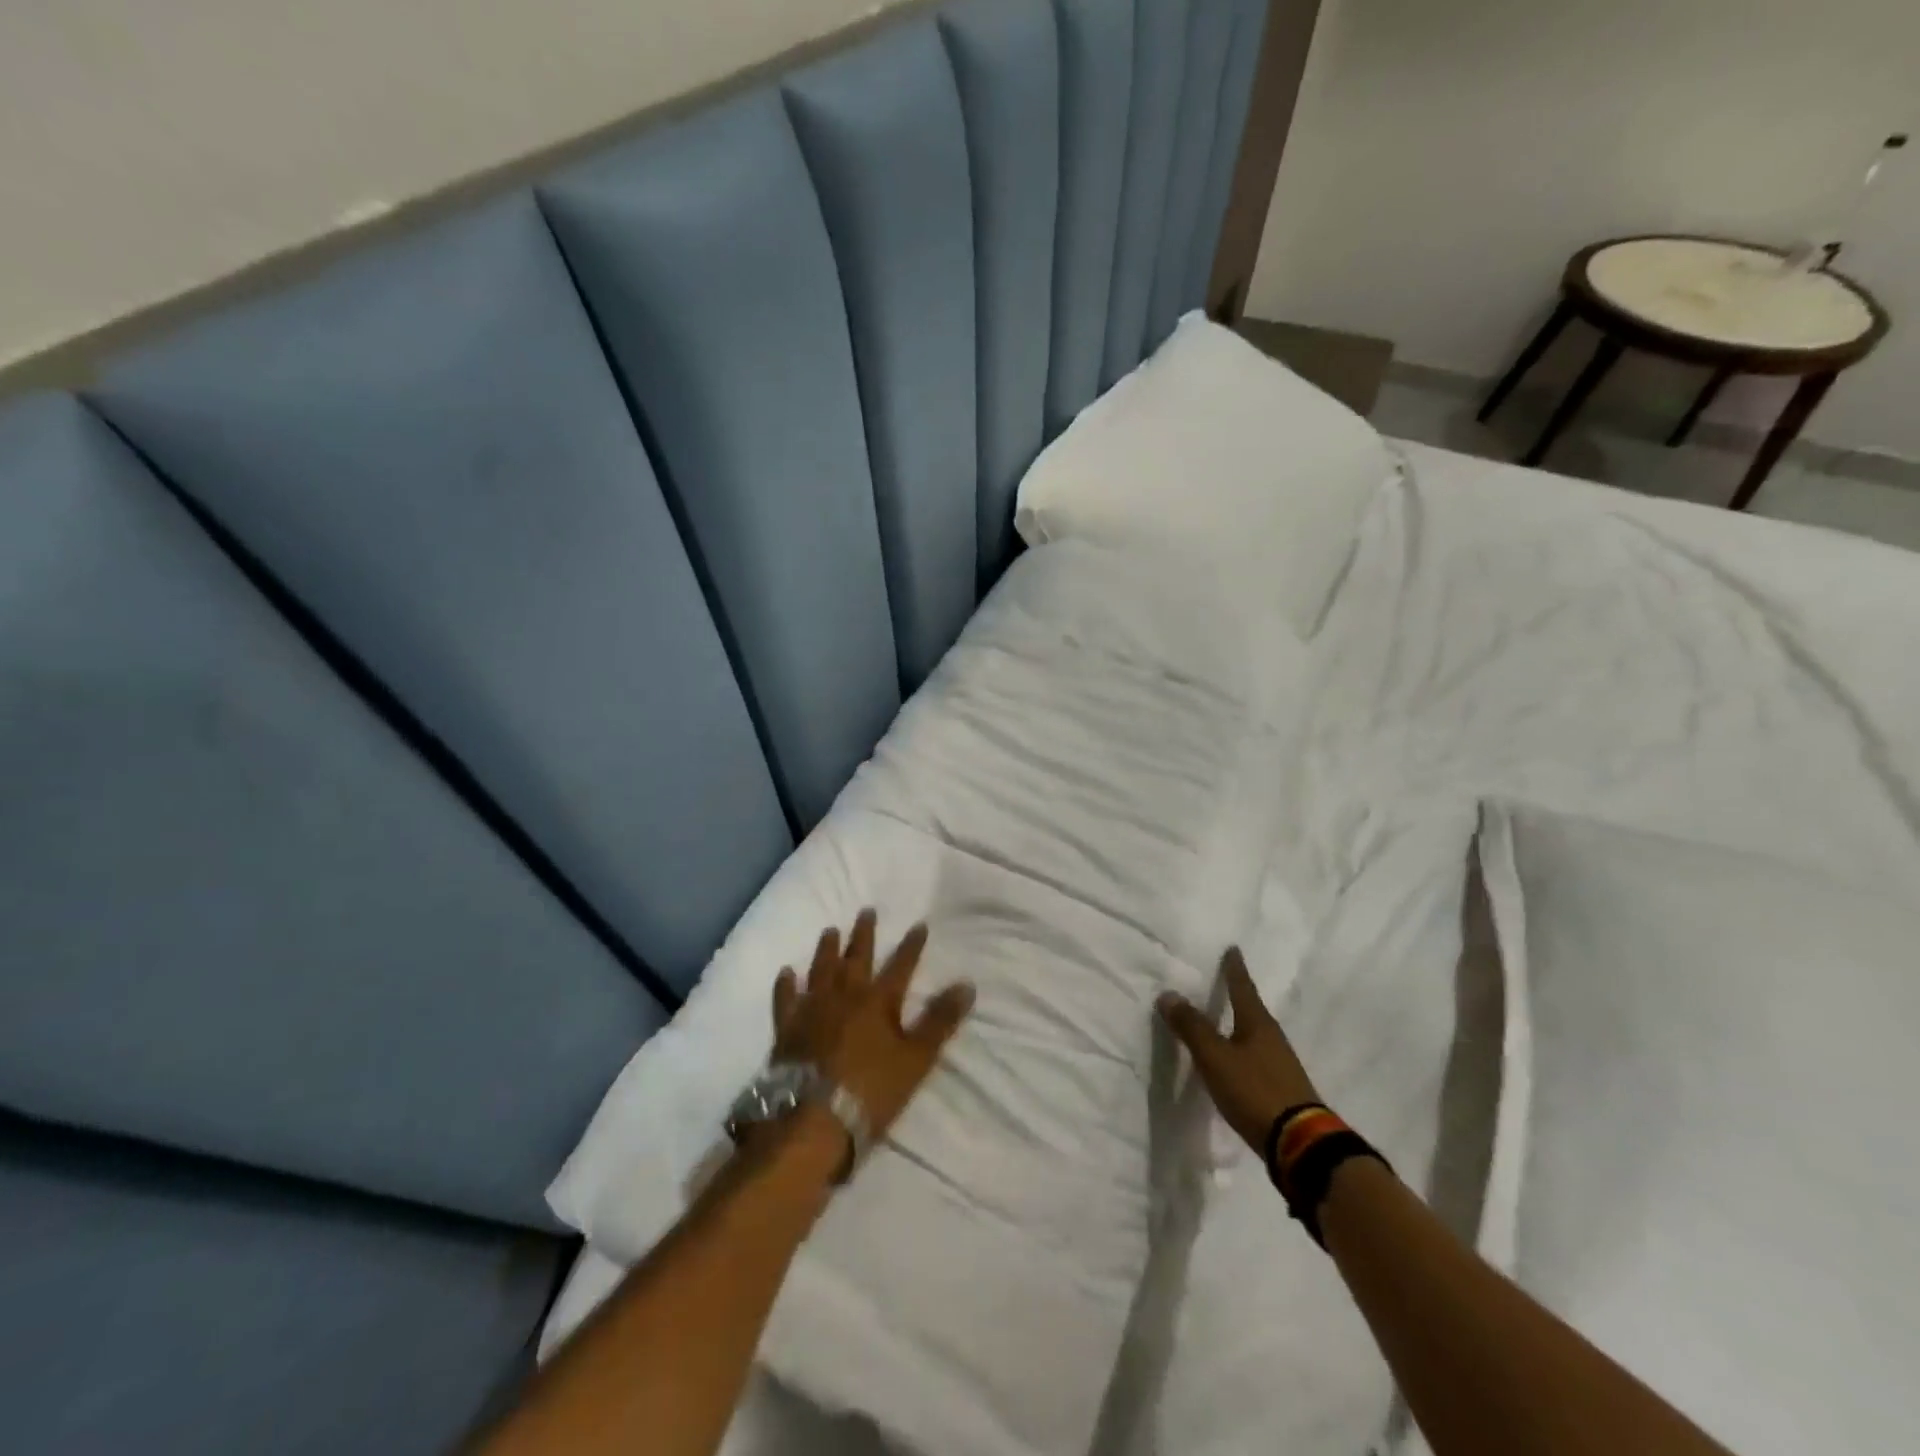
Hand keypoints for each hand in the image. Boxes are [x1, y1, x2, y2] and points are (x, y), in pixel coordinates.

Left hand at [772, 910, 975, 1147]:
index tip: (919, 925)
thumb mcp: (916, 1058)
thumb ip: (940, 1021)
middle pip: (856, 958)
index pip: (900, 966)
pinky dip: (786, 985)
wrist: (813, 1118)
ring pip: (821, 970)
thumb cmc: (871, 1090)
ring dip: (827, 949)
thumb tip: (967, 984)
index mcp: (878, 1001)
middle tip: (866, 911)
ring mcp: (812, 1009)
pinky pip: (785, 999)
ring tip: (830, 930)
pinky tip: (786, 973)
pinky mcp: (787, 1029)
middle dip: (864, 934)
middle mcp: (845, 995)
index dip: (911, 946)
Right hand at [1158, 947, 1319, 1153]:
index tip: (1233, 949)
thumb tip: (1168, 994)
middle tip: (1224, 981)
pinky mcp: (1281, 1088)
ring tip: (1224, 1020)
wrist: (1300, 1144)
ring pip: (1255, 1034)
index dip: (1234, 969)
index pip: (1242, 987)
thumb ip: (1191, 1027)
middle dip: (1238, 996)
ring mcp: (1280, 1064)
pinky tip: (1235, 1060)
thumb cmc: (1254, 1090)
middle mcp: (1272, 1038)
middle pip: (1252, 1009)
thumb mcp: (1215, 1058)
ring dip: (1239, 1024)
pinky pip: (1256, 1057)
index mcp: (1257, 1023)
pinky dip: (1242, 1050)